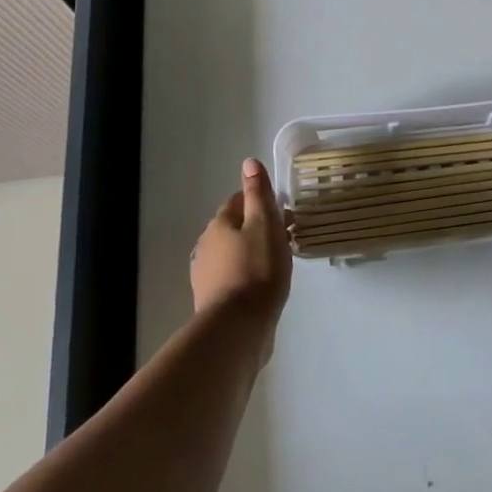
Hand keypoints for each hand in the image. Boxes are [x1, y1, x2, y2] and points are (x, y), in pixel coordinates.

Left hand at [191, 159, 292, 353]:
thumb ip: (258, 193)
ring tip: (278, 264)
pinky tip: (263, 288)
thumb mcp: (264, 223)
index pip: (239, 201)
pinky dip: (247, 276)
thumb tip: (249, 162)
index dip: (261, 203)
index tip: (283, 213)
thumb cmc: (257, 269)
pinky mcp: (212, 301)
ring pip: (233, 254)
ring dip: (252, 253)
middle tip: (285, 239)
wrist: (237, 329)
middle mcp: (206, 246)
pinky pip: (233, 278)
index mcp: (219, 224)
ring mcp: (206, 276)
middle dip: (258, 229)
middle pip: (235, 228)